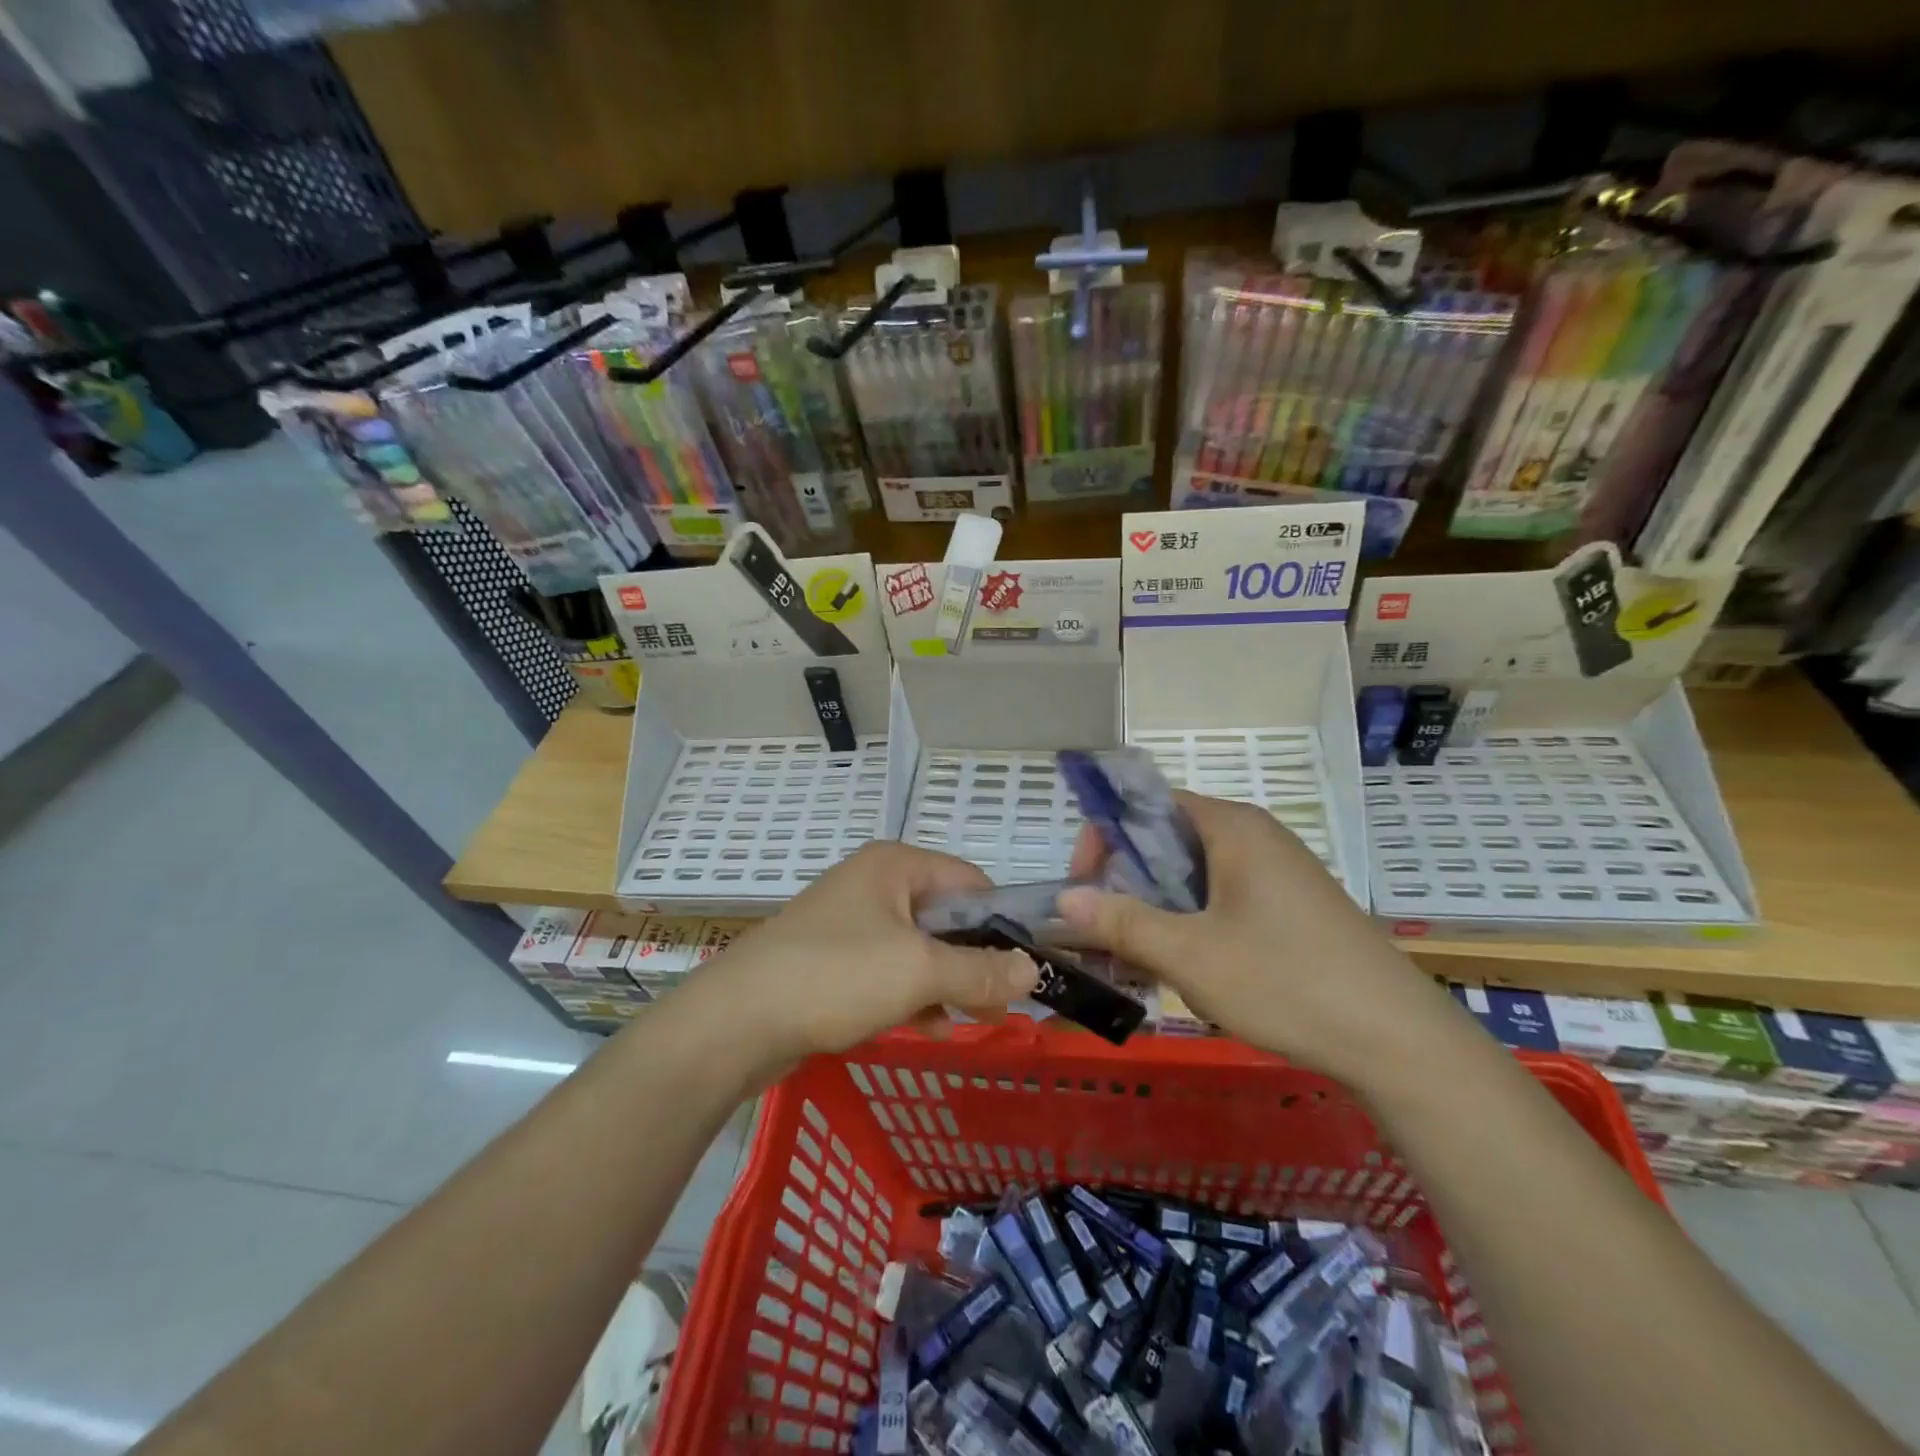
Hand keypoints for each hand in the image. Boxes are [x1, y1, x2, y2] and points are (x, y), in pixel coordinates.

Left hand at [694, 842, 1038, 1070]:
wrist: (735, 1022)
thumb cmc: (834, 977)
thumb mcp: (918, 971)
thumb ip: (980, 970)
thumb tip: (1033, 970)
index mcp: (895, 865)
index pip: (970, 880)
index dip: (1001, 921)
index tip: (1025, 967)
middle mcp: (874, 883)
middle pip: (945, 915)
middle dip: (975, 959)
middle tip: (1003, 1004)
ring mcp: (850, 922)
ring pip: (918, 948)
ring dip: (947, 982)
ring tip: (973, 1020)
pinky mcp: (832, 959)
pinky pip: (888, 970)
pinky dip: (912, 994)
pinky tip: (930, 1028)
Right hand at [1058, 791, 1463, 1090]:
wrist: (1398, 1040)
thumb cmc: (1286, 981)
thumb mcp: (1191, 955)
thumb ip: (1123, 922)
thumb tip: (1064, 900)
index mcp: (1232, 827)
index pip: (1147, 806)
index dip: (1105, 838)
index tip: (1085, 887)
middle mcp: (1254, 836)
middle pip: (1168, 840)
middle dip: (1127, 882)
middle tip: (1106, 931)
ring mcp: (1276, 872)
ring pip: (1194, 875)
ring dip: (1157, 909)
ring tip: (1139, 959)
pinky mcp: (1290, 906)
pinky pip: (1222, 899)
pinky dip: (1191, 923)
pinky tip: (1184, 969)